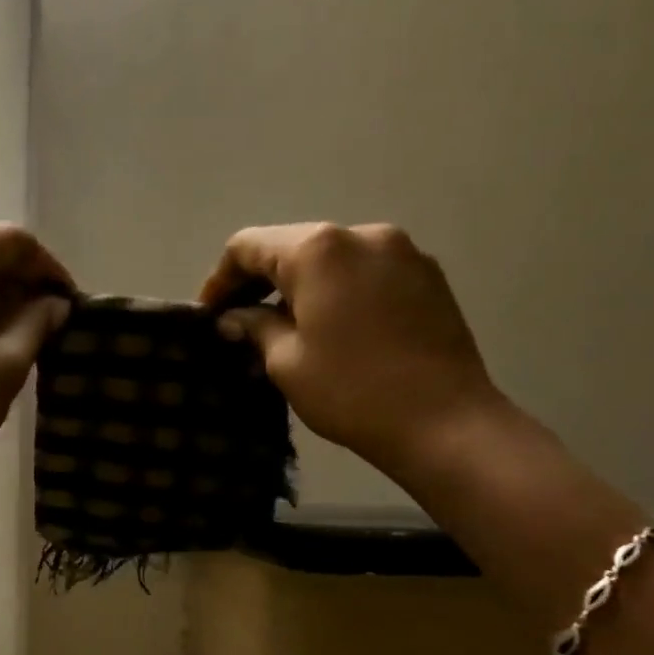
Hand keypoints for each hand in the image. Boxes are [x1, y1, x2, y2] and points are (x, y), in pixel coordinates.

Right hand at [198, 222, 502, 479]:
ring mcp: (402, 251)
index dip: (220, 279)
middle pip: (293, 246)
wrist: (444, 421)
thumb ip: (255, 327)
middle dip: (260, 282)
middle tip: (241, 324)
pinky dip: (338, 292)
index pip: (249, 246)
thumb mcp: (286, 362)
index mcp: (318, 250)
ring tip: (286, 329)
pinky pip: (366, 273)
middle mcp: (361, 234)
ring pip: (332, 259)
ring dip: (301, 287)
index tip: (209, 316)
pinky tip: (333, 329)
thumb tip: (235, 318)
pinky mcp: (427, 275)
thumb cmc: (351, 391)